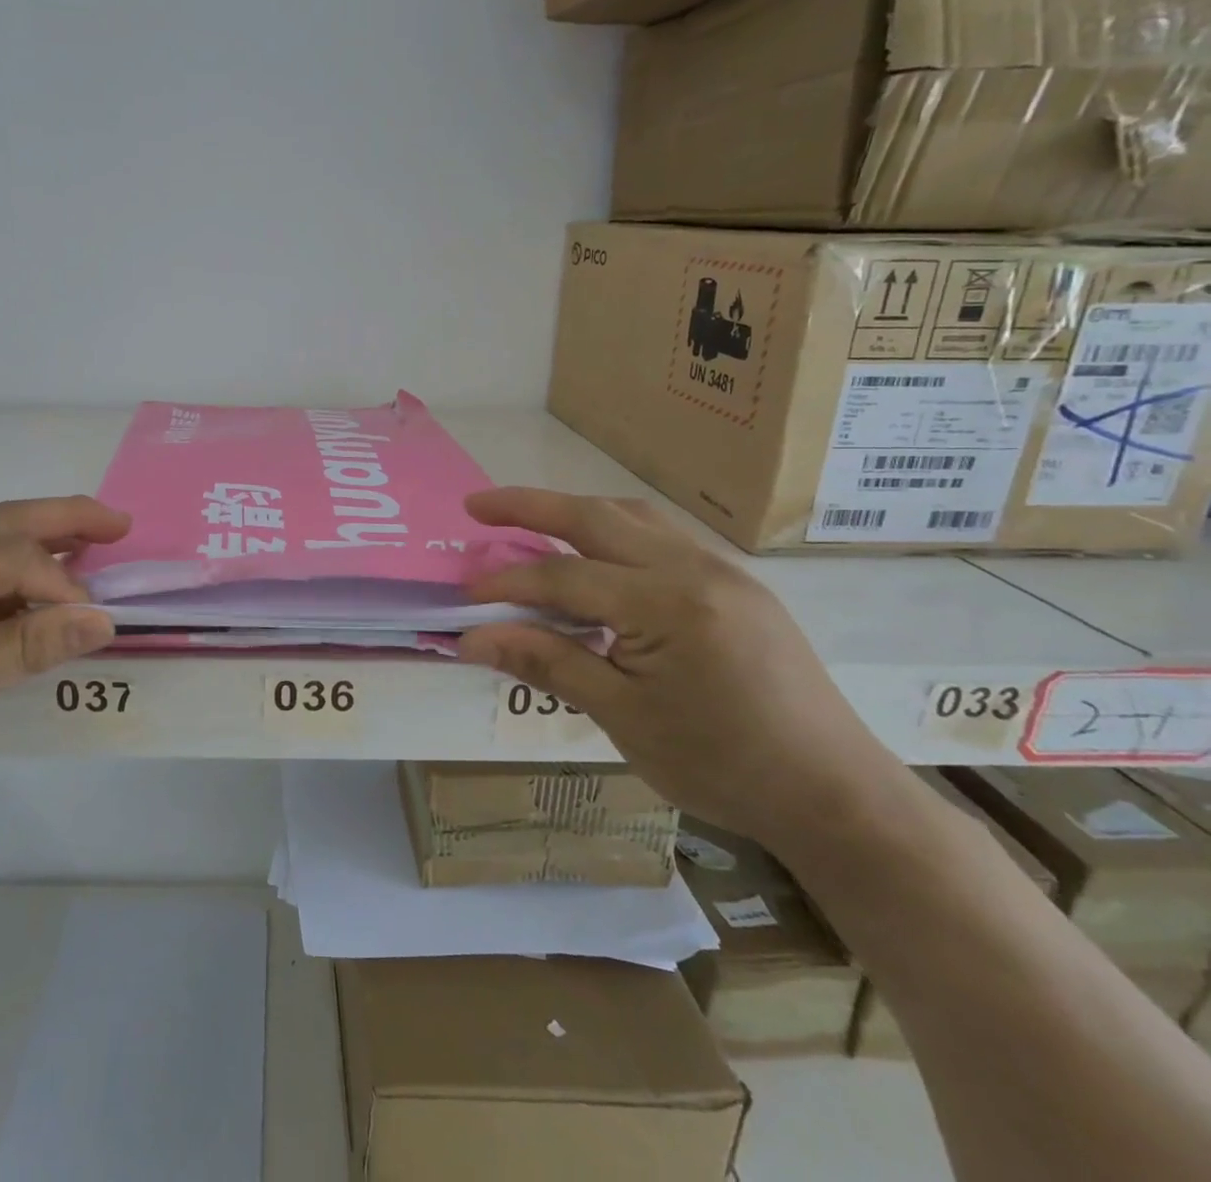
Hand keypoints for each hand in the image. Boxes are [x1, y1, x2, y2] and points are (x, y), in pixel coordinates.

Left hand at [0, 496, 129, 820]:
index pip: (12, 555)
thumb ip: (28, 647)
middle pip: (2, 521)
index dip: (62, 583)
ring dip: (38, 541)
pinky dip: (7, 573)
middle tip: (121, 525)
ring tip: (91, 547)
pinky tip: (31, 590)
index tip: (97, 621)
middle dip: (65, 518)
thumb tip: (103, 620)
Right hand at [458, 489, 902, 847]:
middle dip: (530, 506)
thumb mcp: (623, 717)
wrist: (835, 795)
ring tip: (529, 520)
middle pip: (596, 518)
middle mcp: (695, 569)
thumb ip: (547, 663)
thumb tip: (471, 639)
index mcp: (667, 604)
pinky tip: (595, 555)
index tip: (465, 596)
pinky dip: (614, 532)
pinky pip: (662, 538)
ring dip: (575, 512)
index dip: (507, 584)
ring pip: (633, 517)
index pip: (565, 577)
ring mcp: (722, 571)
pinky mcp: (736, 585)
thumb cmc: (721, 764)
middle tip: (477, 505)